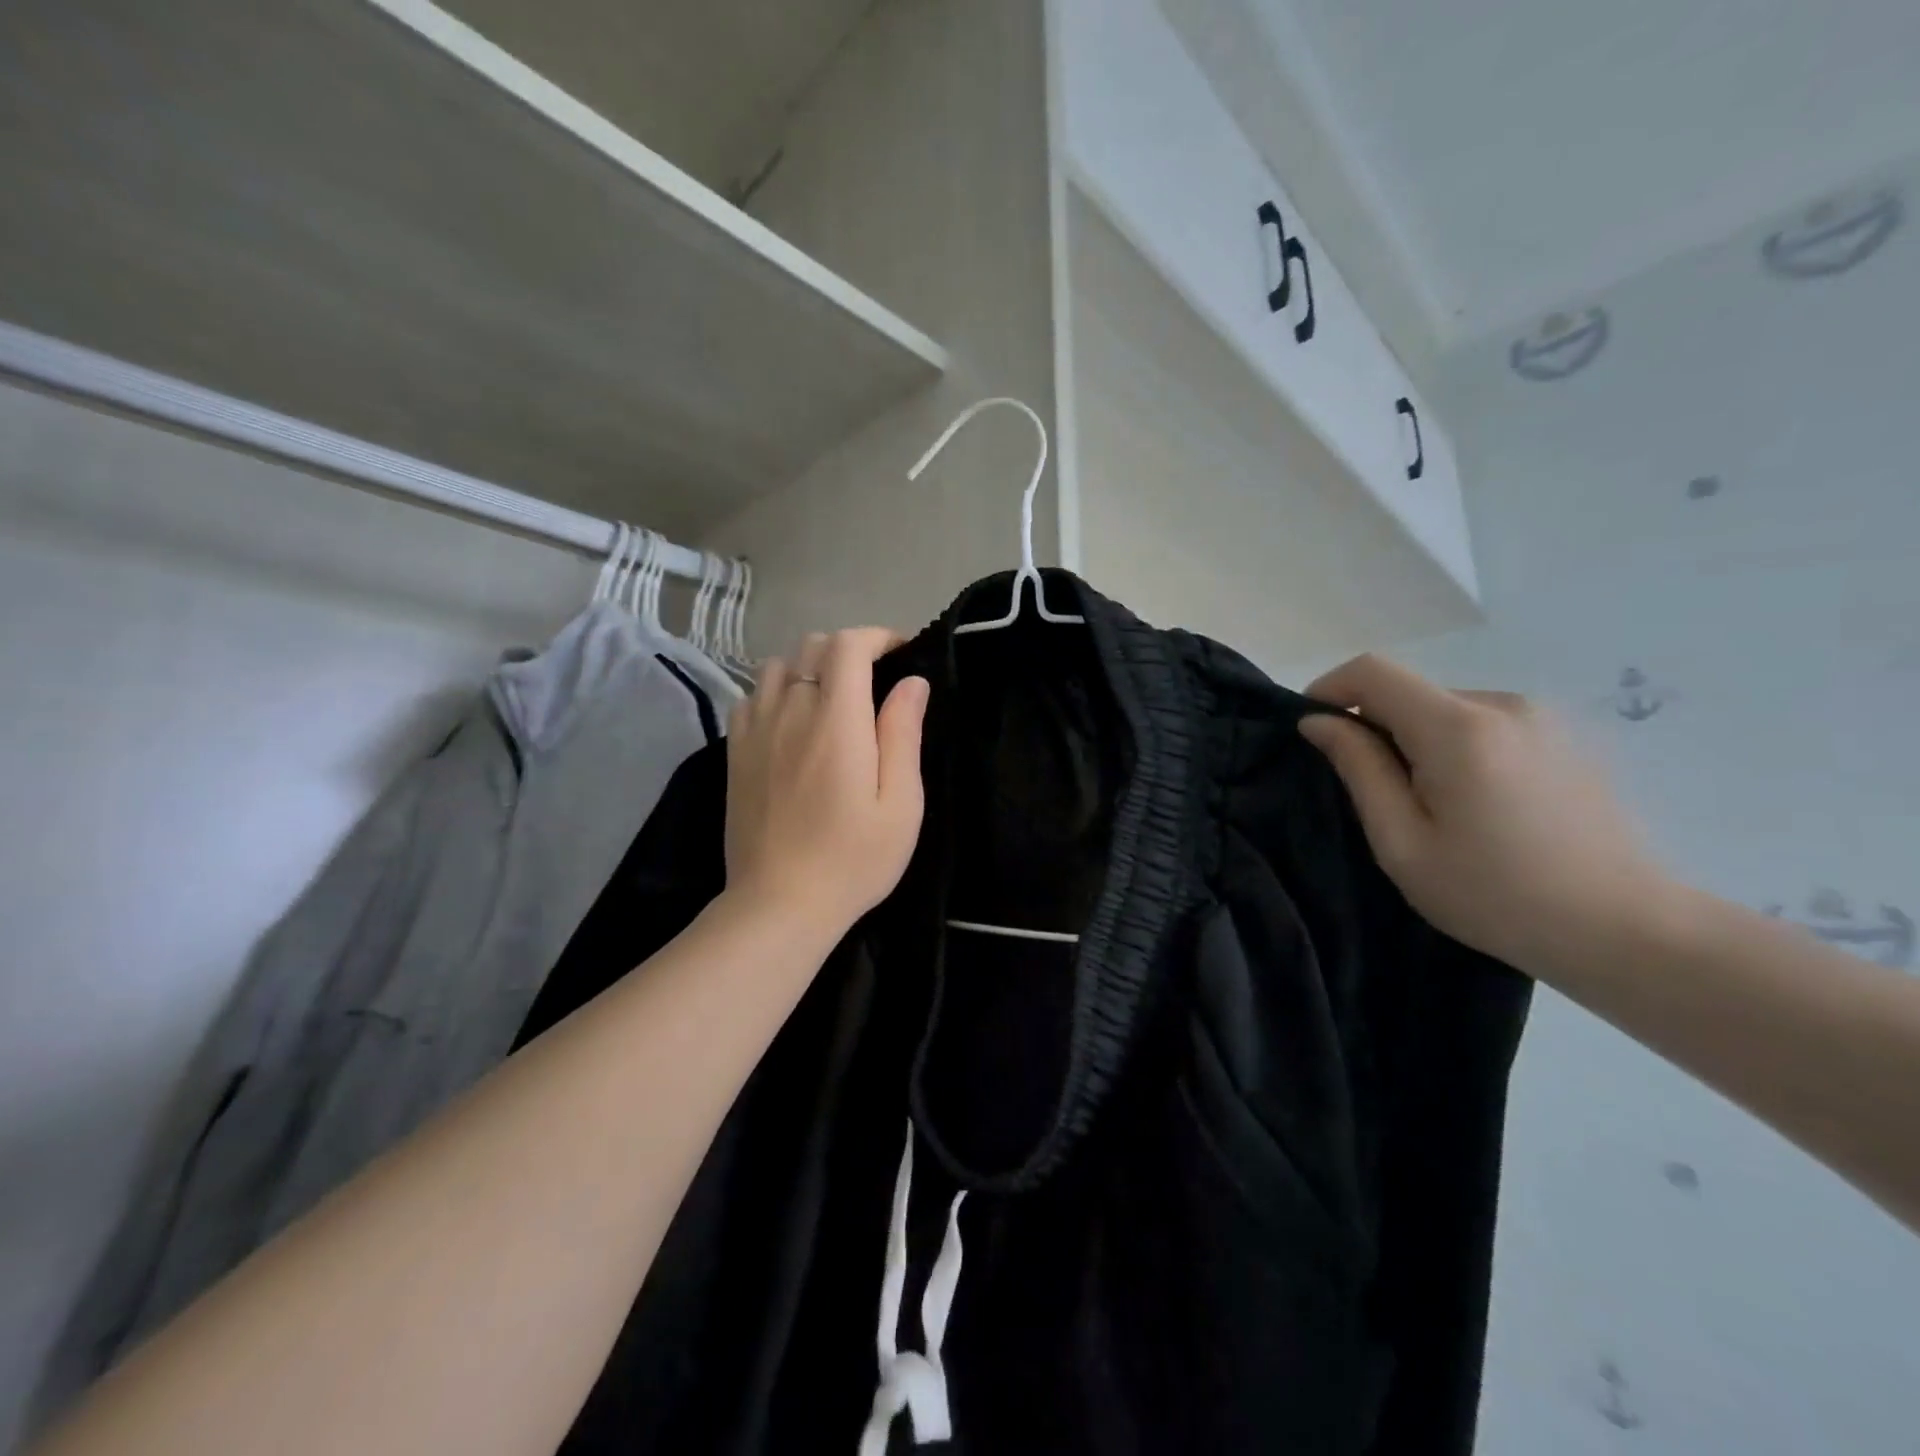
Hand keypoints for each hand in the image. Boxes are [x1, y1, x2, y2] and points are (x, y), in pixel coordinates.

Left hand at [723, 628, 928, 938]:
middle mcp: (790, 711)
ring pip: (777, 665)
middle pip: (812, 646)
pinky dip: (776, 690)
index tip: (900, 654)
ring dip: (809, 667)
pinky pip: (752, 695)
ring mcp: (755, 729)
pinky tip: (793, 720)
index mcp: (836, 721)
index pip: (848, 645)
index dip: (877, 637)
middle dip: (848, 649)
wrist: (778, 903)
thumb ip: (903, 734)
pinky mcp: (734, 751)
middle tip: (874, 681)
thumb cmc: (852, 858)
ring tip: (832, 697)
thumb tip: (912, 682)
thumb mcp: (900, 803)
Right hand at [1298, 655, 1667, 975]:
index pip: (1373, 671)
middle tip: (1374, 794)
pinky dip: (1456, 747)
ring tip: (1430, 806)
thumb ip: (1358, 768)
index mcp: (1458, 727)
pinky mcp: (1564, 737)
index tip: (1313, 731)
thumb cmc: (1495, 894)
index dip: (1330, 689)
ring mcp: (1542, 718)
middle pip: (1410, 692)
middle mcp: (1502, 704)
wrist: (1626, 931)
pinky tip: (1477, 805)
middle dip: (1375, 727)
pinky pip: (1484, 724)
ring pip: (1446, 709)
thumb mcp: (1402, 841)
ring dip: (1417, 740)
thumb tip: (1319, 721)